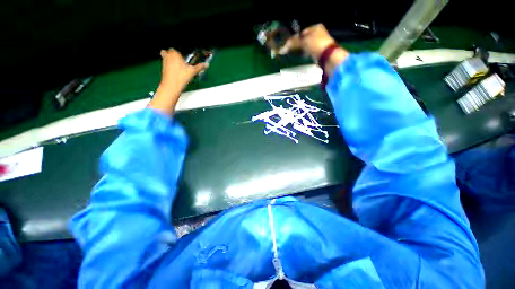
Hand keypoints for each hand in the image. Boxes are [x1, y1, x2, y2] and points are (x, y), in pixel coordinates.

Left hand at [148, 49, 207, 114]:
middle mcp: (168, 55)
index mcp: (175, 53)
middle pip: (171, 51)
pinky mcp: (163, 67)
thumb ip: (199, 67)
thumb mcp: (193, 71)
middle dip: (175, 55)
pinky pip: (166, 63)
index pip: (178, 48)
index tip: (186, 58)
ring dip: (171, 59)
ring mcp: (164, 61)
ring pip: (167, 56)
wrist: (171, 86)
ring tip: (179, 66)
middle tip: (182, 61)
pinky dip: (169, 65)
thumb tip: (207, 64)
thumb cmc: (181, 77)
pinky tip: (175, 71)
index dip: (182, 53)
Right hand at [281, 24, 348, 76]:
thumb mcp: (303, 42)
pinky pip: (311, 51)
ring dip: (303, 49)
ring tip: (297, 54)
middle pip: (306, 38)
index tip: (290, 44)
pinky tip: (304, 57)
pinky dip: (307, 54)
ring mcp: (321, 42)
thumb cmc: (316, 44)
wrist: (328, 56)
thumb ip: (293, 43)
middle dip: (299, 44)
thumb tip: (282, 48)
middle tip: (292, 50)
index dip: (296, 37)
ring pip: (308, 45)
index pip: (302, 31)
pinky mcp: (321, 51)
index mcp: (316, 27)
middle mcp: (319, 33)